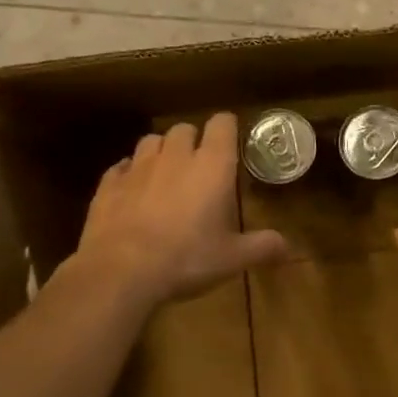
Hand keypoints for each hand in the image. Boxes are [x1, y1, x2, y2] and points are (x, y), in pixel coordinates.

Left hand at [72, 113, 287, 307]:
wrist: (120, 272)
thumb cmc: (186, 259)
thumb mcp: (232, 258)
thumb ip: (262, 246)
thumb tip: (288, 246)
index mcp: (211, 165)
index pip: (222, 123)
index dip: (227, 128)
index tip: (231, 142)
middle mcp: (175, 156)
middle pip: (184, 128)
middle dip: (193, 141)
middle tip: (199, 166)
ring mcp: (138, 167)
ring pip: (151, 141)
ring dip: (161, 151)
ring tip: (165, 174)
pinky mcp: (109, 184)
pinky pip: (121, 167)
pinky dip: (129, 174)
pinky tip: (133, 192)